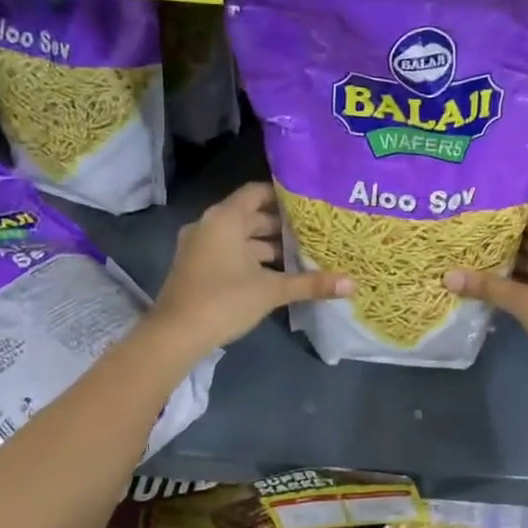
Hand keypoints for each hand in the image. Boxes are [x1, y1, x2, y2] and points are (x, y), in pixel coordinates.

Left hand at [146, 183, 350, 363]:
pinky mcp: (198, 267)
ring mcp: (200, 247)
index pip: (257, 192)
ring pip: (241, 237)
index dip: (284, 195)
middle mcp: (210, 225)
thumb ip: (310, 283)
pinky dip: (252, 258)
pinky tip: (277, 273)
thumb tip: (352, 284)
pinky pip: (230, 252)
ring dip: (268, 245)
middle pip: (251, 216)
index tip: (311, 204)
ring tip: (302, 253)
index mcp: (225, 219)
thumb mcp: (271, 291)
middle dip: (281, 225)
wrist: (175, 335)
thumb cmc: (223, 301)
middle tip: (315, 231)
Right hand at [444, 204, 527, 382]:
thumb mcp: (524, 304)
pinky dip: (524, 273)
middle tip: (466, 232)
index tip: (475, 205)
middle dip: (500, 234)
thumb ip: (488, 287)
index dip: (503, 206)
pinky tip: (500, 281)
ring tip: (475, 255)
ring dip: (511, 256)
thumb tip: (447, 276)